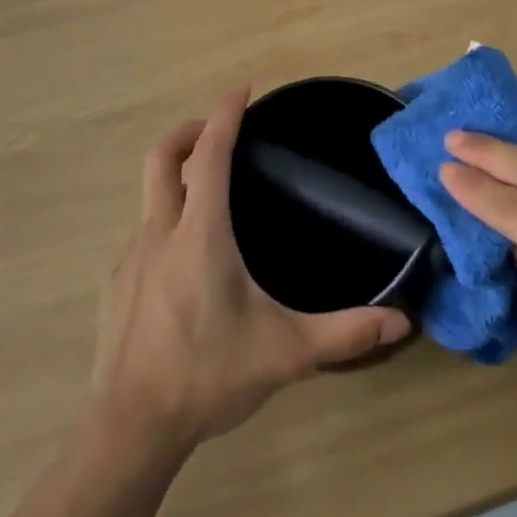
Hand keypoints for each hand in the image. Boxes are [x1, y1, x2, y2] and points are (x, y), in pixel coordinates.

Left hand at [92, 88, 411, 448]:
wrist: (131, 427)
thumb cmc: (208, 375)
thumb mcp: (285, 352)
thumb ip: (345, 333)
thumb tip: (400, 322)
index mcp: (200, 232)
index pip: (210, 154)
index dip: (225, 115)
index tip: (241, 89)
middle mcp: (160, 231)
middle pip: (162, 156)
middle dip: (189, 130)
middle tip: (217, 130)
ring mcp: (131, 256)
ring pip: (148, 194)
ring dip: (175, 177)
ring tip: (208, 197)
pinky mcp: (116, 283)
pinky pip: (142, 233)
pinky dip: (164, 222)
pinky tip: (184, 262)